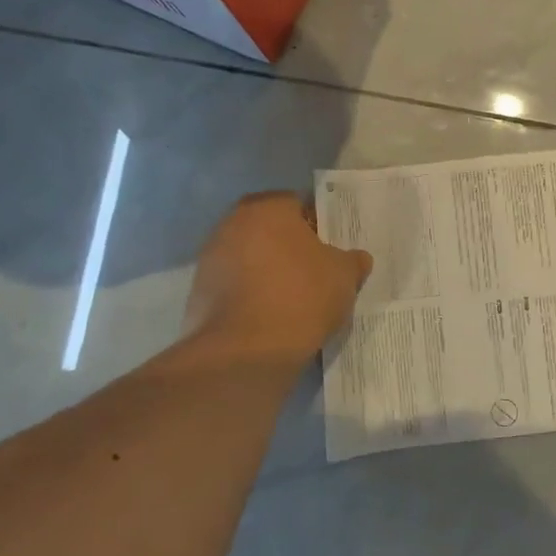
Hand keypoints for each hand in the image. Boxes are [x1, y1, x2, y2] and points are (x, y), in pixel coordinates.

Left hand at [184, 193, 372, 363]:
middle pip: (269, 229)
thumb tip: (356, 258)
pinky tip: (270, 317)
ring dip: (267, 271)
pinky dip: (250, 296)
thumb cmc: (301, 297)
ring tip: (293, 299)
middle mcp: (232, 223)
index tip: (330, 248)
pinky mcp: (198, 292)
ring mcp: (210, 258)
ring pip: (249, 257)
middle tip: (314, 272)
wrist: (245, 351)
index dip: (317, 225)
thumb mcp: (344, 276)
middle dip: (289, 247)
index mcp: (268, 207)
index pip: (297, 204)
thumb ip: (352, 260)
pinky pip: (234, 286)